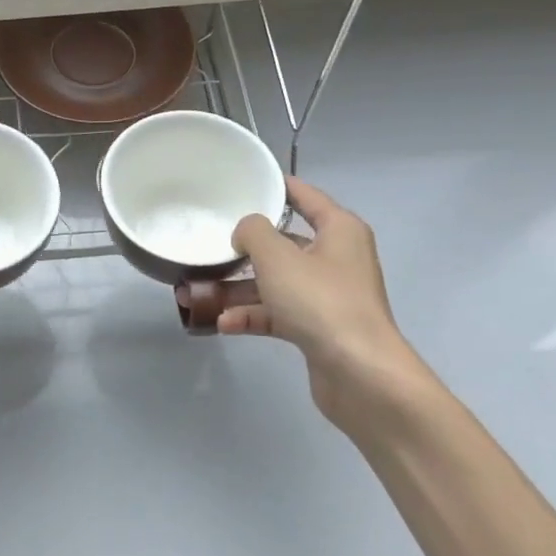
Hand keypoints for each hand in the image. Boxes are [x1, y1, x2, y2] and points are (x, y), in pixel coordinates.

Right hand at [221, 177, 440, 438]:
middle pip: (284, 244)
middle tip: (209, 245)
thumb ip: (254, 233)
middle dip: (243, 249)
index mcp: (339, 231)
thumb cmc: (320, 301)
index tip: (245, 182)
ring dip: (238, 289)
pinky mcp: (317, 328)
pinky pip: (278, 314)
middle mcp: (336, 258)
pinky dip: (252, 316)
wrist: (360, 373)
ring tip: (196, 294)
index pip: (306, 197)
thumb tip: (246, 230)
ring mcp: (327, 296)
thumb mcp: (278, 257)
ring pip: (275, 283)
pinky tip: (223, 324)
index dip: (277, 187)